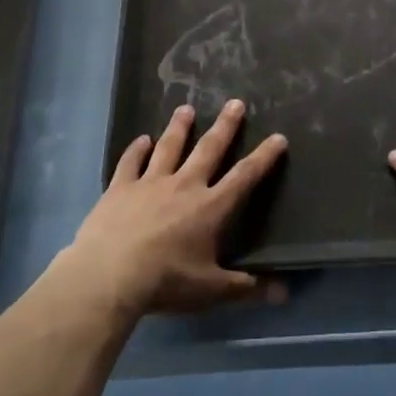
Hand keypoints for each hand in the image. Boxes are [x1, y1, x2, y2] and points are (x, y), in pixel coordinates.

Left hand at [62, 100, 287, 318]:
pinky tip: (141, 140)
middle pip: (209, 149)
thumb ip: (247, 288)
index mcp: (211, 207)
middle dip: (225, 126)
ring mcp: (150, 182)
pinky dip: (136, 150)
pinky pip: (130, 162)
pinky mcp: (120, 187)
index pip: (244, 177)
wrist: (109, 275)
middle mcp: (184, 185)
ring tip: (186, 108)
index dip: (264, 157)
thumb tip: (285, 293)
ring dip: (179, 127)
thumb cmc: (166, 282)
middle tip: (236, 102)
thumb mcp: (212, 291)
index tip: (278, 137)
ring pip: (169, 147)